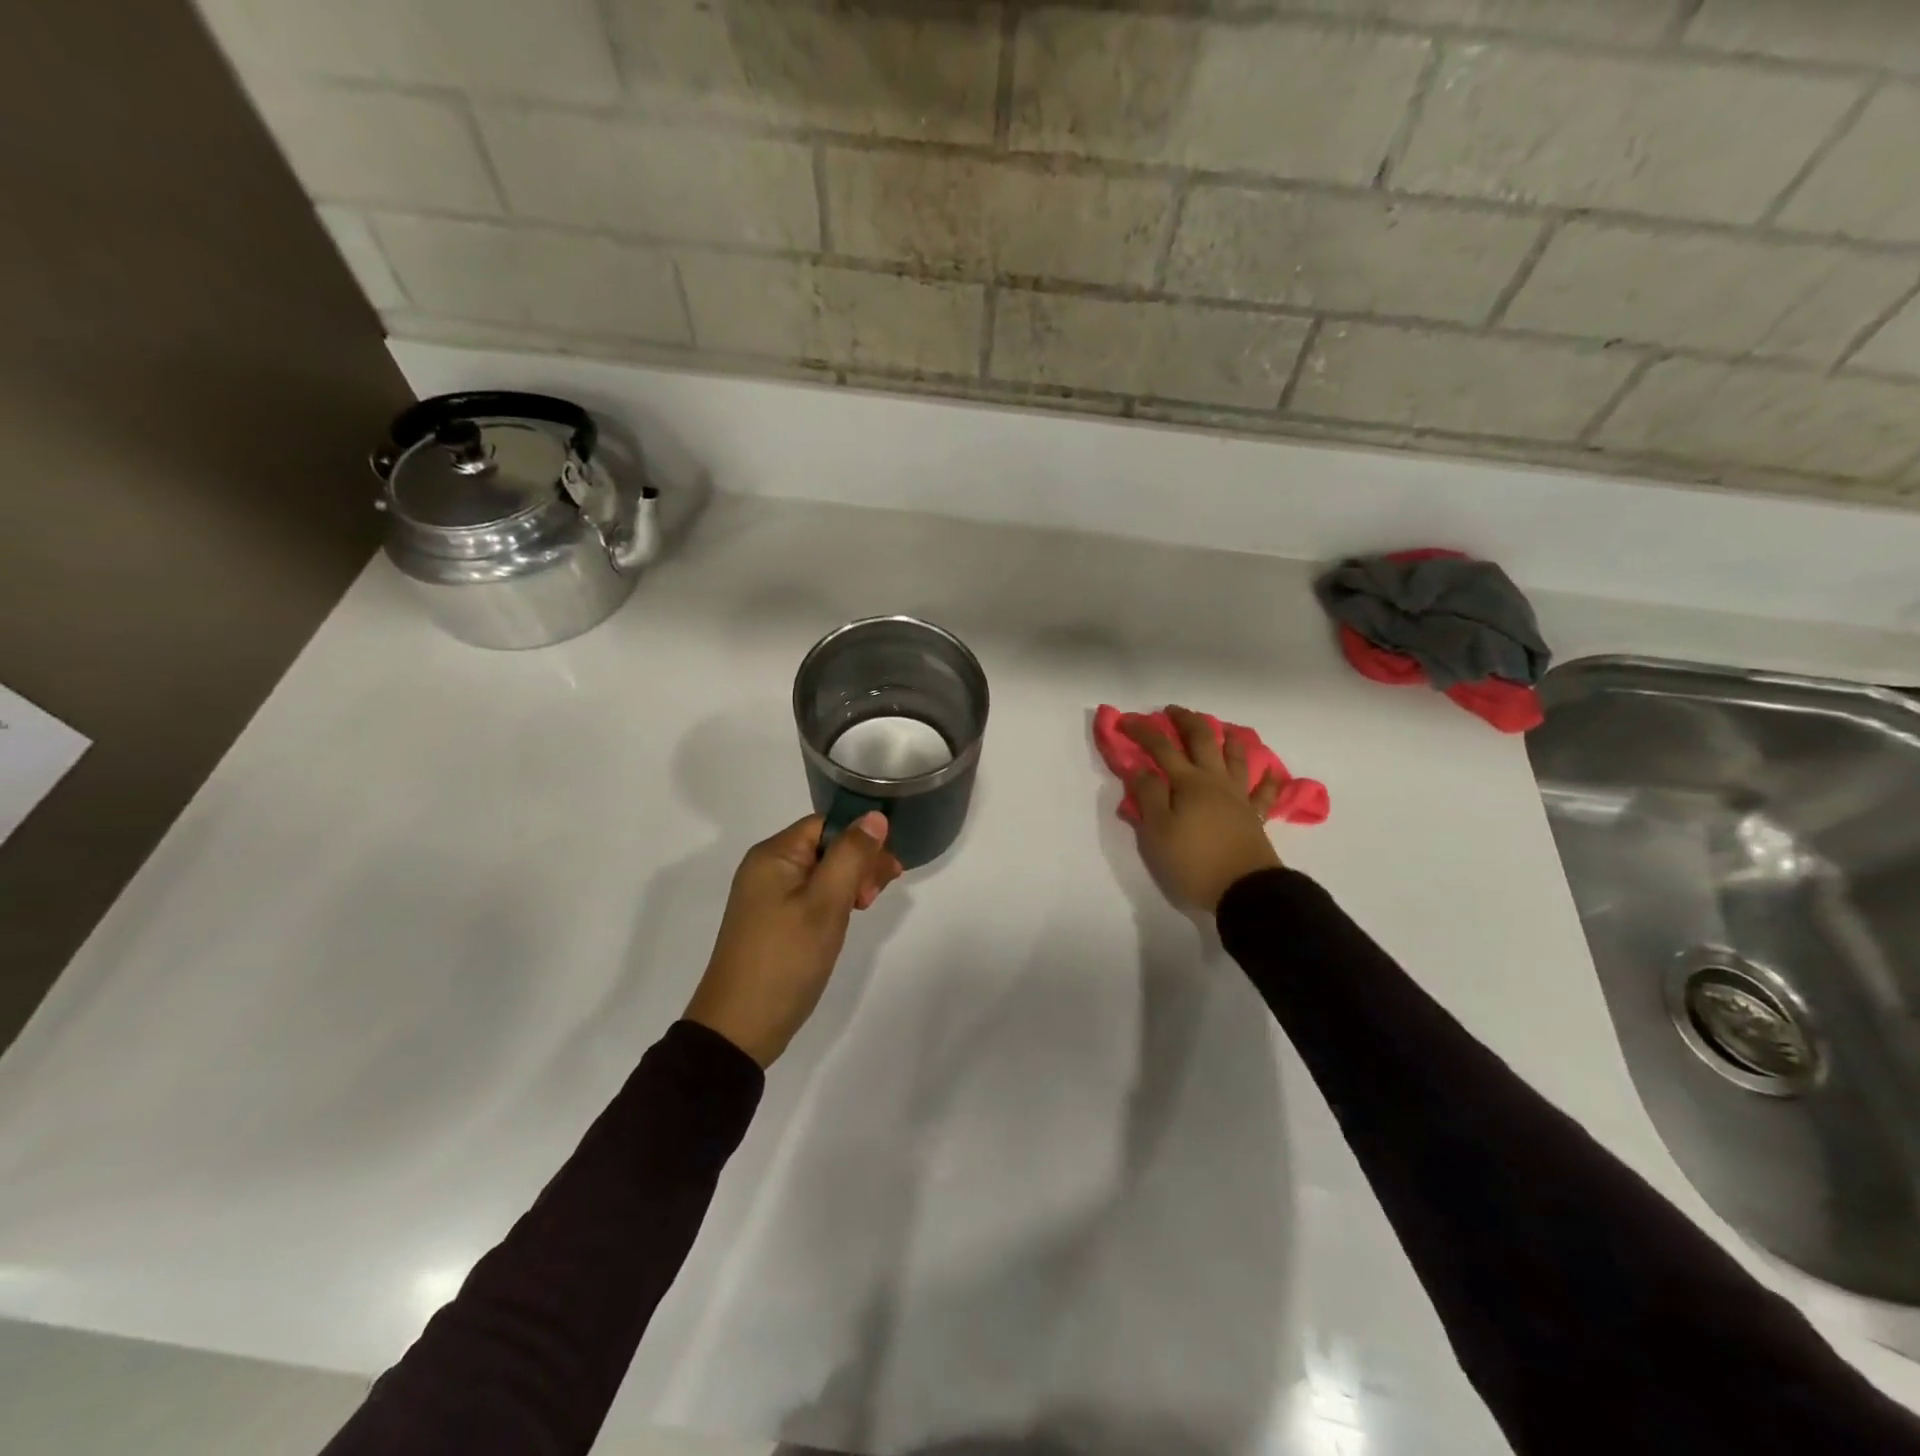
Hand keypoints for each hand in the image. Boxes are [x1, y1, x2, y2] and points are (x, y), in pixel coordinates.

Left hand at [684, 812, 902, 1067]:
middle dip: (857, 863)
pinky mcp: (771, 923)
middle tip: (877, 895)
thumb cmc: (786, 959)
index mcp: (773, 855)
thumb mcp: (825, 904)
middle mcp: (766, 869)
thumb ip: (851, 856)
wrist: (739, 1028)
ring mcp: (766, 897)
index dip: (860, 840)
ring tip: (865, 908)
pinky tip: (845, 920)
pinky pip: (809, 897)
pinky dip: (832, 903)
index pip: (826, 825)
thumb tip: (875, 815)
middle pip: (824, 847)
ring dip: (848, 884)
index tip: (887, 870)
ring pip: (820, 874)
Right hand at [1122, 705, 1283, 914]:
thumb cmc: (1193, 861)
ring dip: (1227, 738)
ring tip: (1222, 728)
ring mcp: (1239, 797)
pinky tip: (1271, 770)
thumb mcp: (1158, 831)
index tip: (1125, 720)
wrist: (1245, 890)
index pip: (1161, 748)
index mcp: (1188, 783)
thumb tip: (1141, 768)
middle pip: (1203, 741)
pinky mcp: (1255, 816)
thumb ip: (1149, 795)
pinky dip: (1268, 779)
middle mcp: (1215, 781)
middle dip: (1186, 721)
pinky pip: (1264, 792)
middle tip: (1173, 710)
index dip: (1142, 731)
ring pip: (1236, 758)